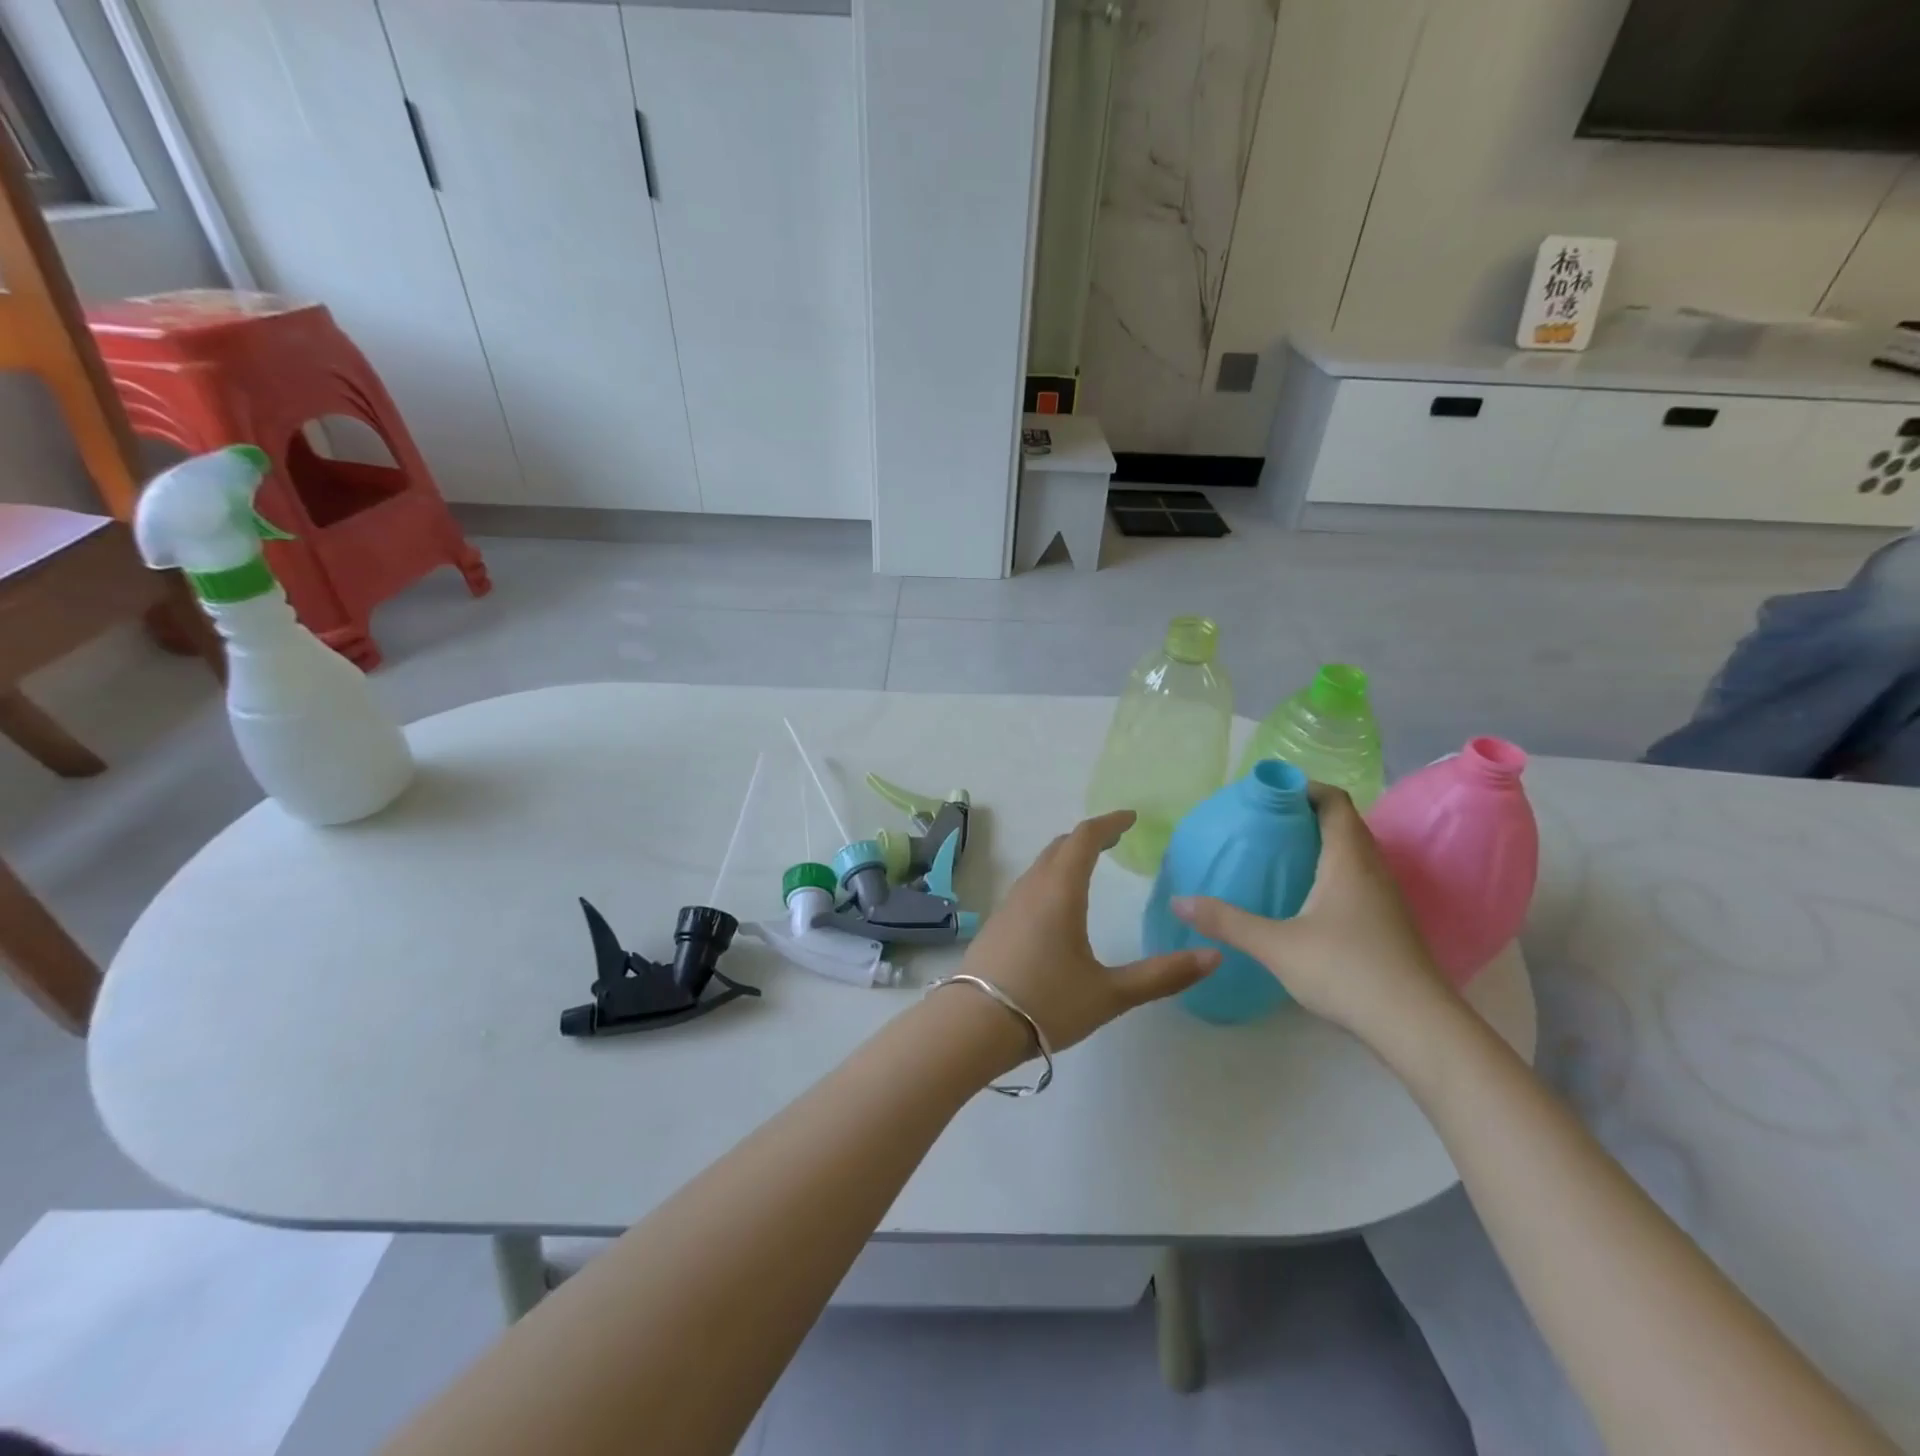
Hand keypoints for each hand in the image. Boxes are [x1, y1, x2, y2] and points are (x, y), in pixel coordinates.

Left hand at [952, 810, 1219, 1053]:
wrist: (973, 1026)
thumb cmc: (1046, 1003)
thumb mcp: (1110, 994)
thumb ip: (1162, 975)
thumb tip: (1214, 956)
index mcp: (1061, 892)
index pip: (1084, 839)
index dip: (1109, 823)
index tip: (1131, 818)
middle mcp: (1032, 888)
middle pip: (1060, 847)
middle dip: (1088, 837)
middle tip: (1115, 840)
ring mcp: (1009, 904)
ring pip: (1041, 865)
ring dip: (1066, 856)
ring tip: (1089, 866)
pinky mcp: (998, 923)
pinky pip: (1029, 885)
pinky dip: (1051, 877)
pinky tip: (1058, 904)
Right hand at [1171, 785, 1456, 1057]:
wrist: (1418, 1027)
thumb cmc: (1347, 971)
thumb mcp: (1276, 945)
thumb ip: (1227, 921)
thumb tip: (1178, 902)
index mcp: (1348, 859)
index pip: (1333, 801)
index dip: (1303, 788)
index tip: (1268, 792)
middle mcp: (1372, 869)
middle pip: (1344, 823)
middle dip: (1306, 813)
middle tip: (1264, 822)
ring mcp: (1386, 897)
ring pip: (1354, 852)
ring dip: (1321, 842)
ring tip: (1280, 854)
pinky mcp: (1390, 923)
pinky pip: (1358, 877)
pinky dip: (1332, 870)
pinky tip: (1307, 897)